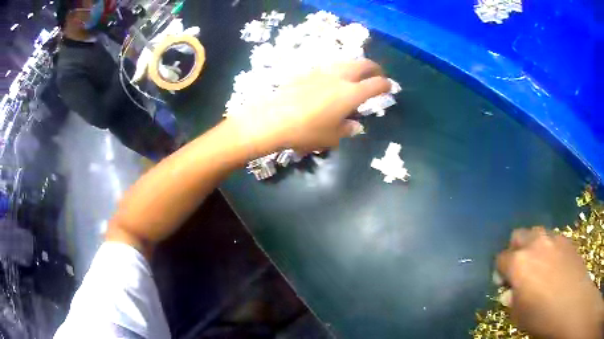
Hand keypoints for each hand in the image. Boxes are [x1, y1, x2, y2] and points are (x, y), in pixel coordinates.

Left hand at [226, 59, 390, 155]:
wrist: (272, 119)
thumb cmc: (306, 131)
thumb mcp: (331, 137)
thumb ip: (346, 129)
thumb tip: (355, 126)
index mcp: (351, 93)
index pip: (376, 84)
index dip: (386, 84)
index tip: (389, 86)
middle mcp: (339, 77)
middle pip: (363, 64)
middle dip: (374, 68)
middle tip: (377, 74)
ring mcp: (321, 72)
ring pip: (345, 61)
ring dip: (355, 66)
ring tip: (355, 76)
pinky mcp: (306, 72)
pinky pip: (328, 67)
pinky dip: (337, 70)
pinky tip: (331, 81)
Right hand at [497, 226, 603, 338]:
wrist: (572, 303)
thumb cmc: (541, 315)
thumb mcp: (518, 315)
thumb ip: (512, 298)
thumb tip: (511, 291)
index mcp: (518, 263)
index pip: (500, 258)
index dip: (500, 272)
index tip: (504, 284)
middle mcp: (535, 244)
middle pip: (518, 235)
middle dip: (515, 250)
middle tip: (521, 269)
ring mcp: (553, 239)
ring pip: (538, 233)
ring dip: (533, 247)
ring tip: (540, 265)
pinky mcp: (567, 240)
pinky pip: (554, 239)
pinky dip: (550, 249)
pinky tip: (556, 266)